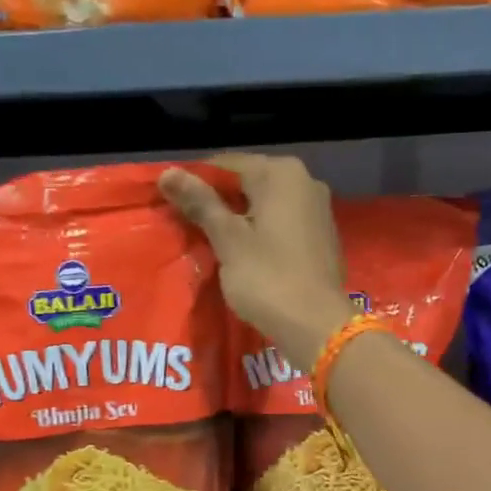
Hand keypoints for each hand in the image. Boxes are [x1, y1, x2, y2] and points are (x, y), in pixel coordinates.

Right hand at [160, 154, 355, 367]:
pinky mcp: (322, 237)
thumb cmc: (268, 278)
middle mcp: (305, 181)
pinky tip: (244, 255)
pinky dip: (261, 233)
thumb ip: (200, 203)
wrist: (317, 326)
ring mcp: (318, 209)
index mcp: (281, 173)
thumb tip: (167, 172)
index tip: (172, 204)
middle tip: (188, 226)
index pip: (225, 164)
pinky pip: (282, 225)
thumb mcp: (228, 240)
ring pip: (266, 205)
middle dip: (218, 201)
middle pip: (248, 182)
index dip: (195, 182)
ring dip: (239, 219)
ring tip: (211, 242)